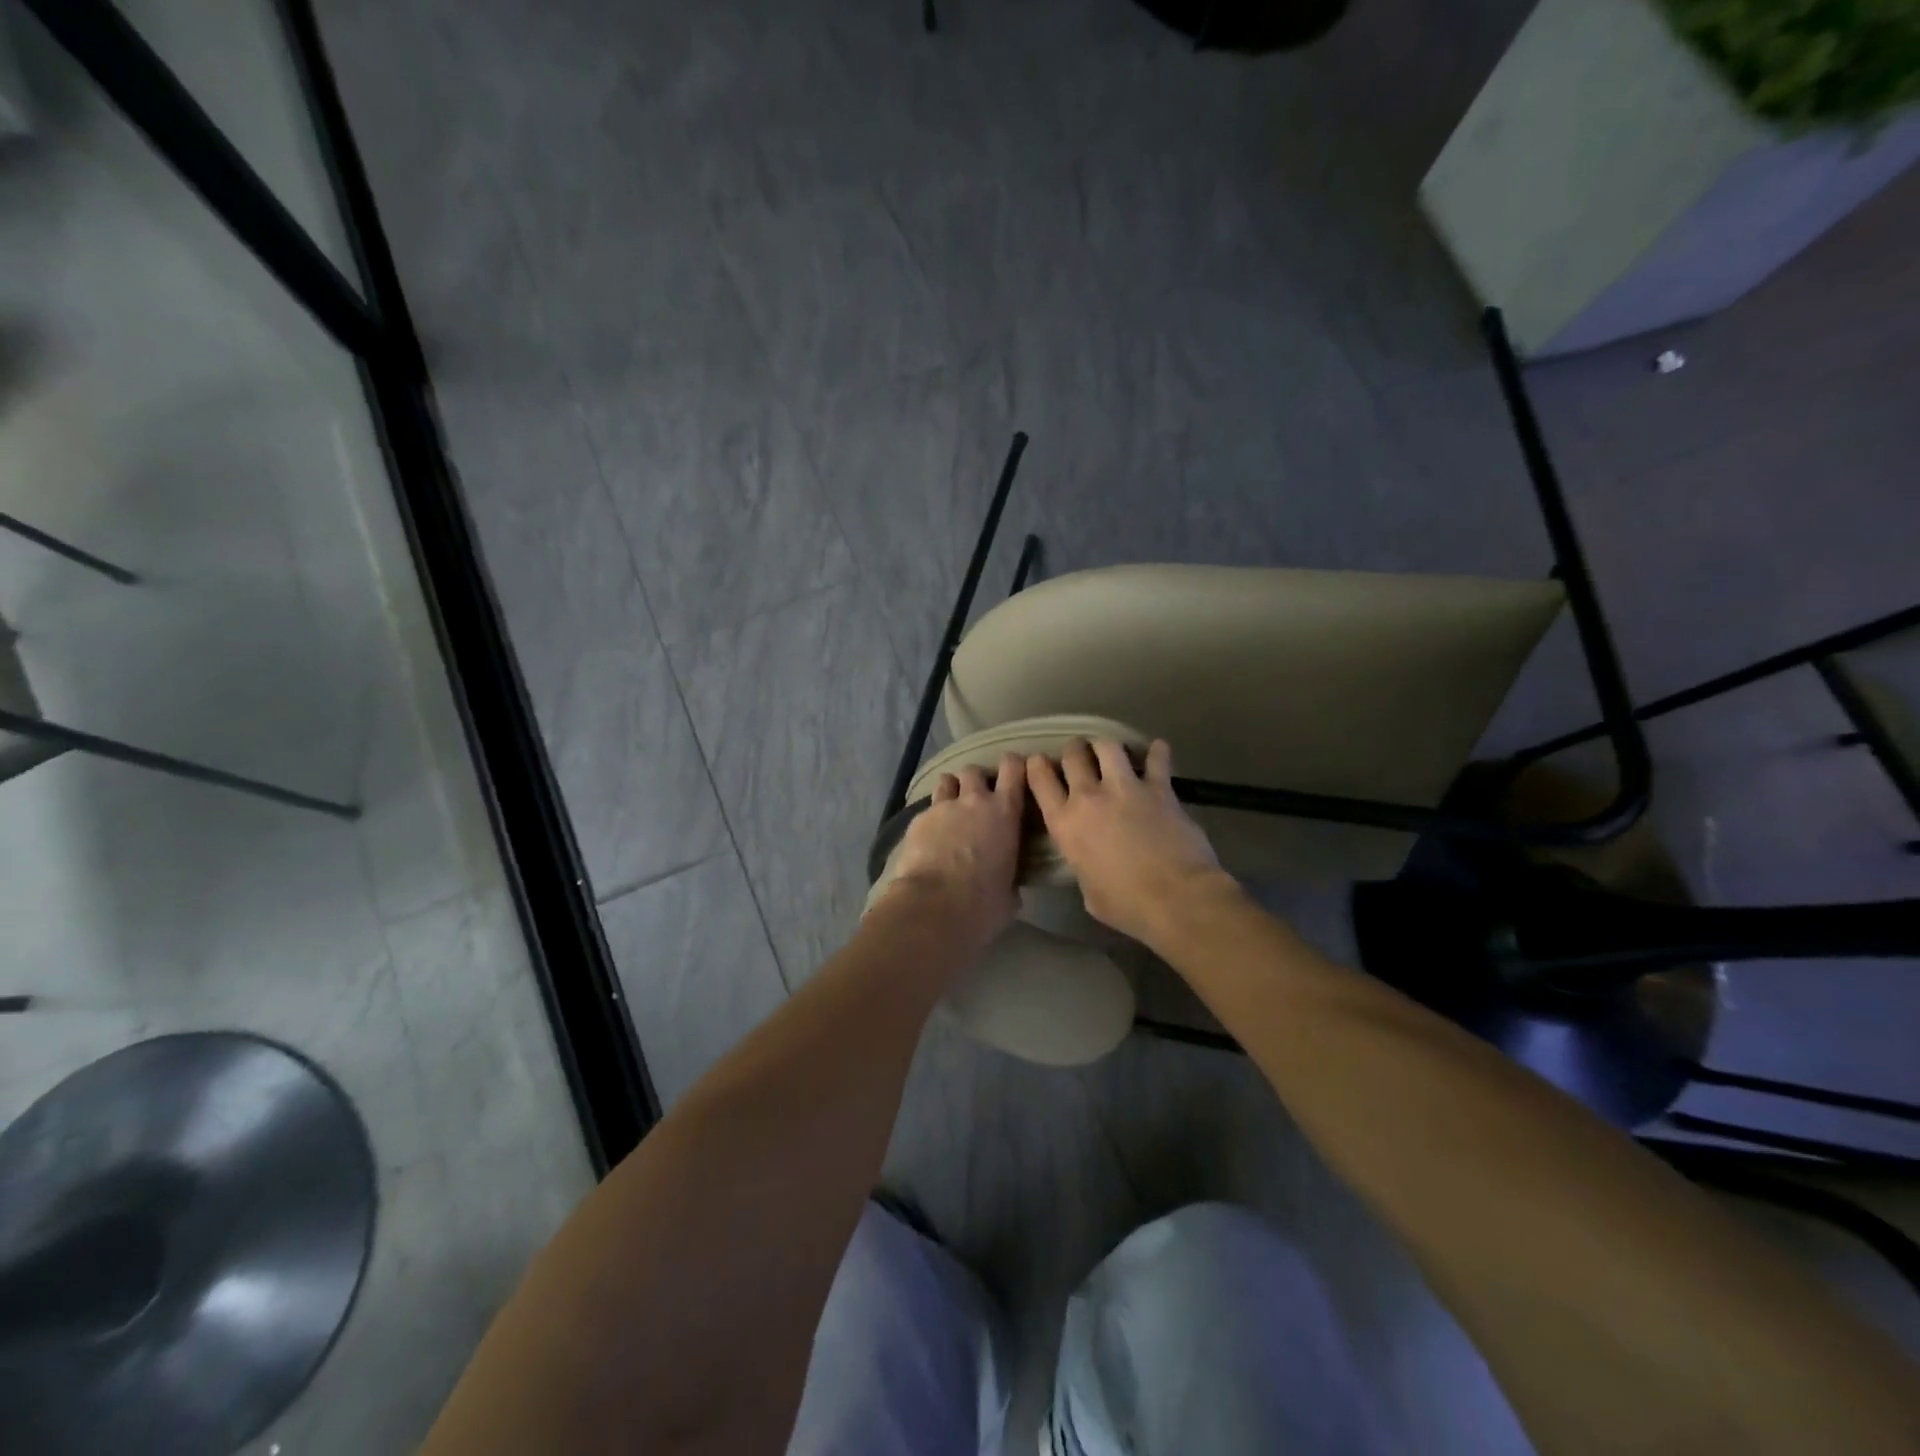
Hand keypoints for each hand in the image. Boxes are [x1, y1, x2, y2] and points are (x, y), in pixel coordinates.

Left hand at [881, 754, 1026, 947]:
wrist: (935, 906)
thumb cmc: (983, 902)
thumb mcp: (1010, 892)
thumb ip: (1010, 876)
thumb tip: (1007, 885)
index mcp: (1004, 812)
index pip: (1013, 769)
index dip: (1013, 766)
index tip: (1014, 772)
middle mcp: (974, 801)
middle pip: (973, 771)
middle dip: (975, 781)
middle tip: (976, 799)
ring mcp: (942, 807)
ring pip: (946, 781)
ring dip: (950, 792)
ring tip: (950, 811)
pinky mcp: (917, 820)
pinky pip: (926, 810)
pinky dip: (930, 820)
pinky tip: (928, 839)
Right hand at [1026, 739, 1226, 945]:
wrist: (1176, 898)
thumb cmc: (1127, 905)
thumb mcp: (1088, 891)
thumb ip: (1082, 864)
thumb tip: (1089, 860)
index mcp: (1065, 824)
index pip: (1040, 779)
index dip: (1037, 765)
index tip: (1039, 762)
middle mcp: (1089, 797)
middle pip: (1073, 754)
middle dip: (1074, 751)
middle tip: (1080, 756)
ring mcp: (1125, 788)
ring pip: (1108, 746)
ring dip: (1107, 747)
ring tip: (1112, 753)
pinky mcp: (1160, 788)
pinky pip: (1157, 758)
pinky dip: (1157, 752)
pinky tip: (1158, 751)